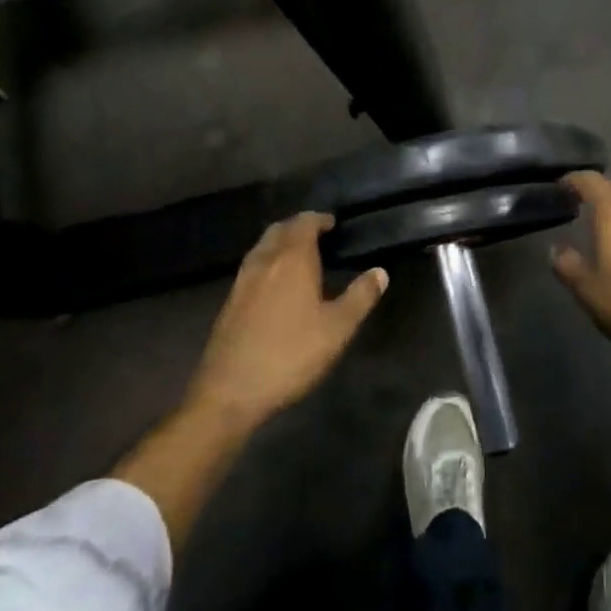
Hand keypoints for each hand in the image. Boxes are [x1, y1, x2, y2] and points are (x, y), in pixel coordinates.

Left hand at [183, 213, 387, 430]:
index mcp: (292, 259)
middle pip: (280, 229)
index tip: (334, 224)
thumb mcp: (337, 329)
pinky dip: (268, 262)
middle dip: (298, 227)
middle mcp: (264, 261)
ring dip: (281, 243)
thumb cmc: (290, 355)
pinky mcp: (230, 302)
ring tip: (300, 257)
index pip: (304, 223)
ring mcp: (242, 281)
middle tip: (319, 237)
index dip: (319, 219)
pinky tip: (277, 285)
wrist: (230, 391)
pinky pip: (252, 267)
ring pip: (263, 247)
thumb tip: (380, 272)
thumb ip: (360, 297)